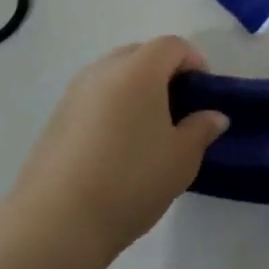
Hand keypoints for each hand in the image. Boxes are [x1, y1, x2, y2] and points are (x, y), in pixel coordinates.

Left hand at [8, 37, 228, 268]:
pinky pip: (94, 97)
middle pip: (140, 54)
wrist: (55, 222)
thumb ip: (201, 129)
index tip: (203, 95)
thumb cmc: (130, 180)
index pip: (172, 45)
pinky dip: (111, 107)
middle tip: (178, 110)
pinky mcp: (56, 117)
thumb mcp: (181, 158)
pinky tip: (116, 146)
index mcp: (139, 69)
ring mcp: (74, 92)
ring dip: (135, 89)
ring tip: (147, 130)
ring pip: (114, 74)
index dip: (194, 62)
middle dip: (163, 72)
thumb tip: (213, 116)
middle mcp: (104, 70)